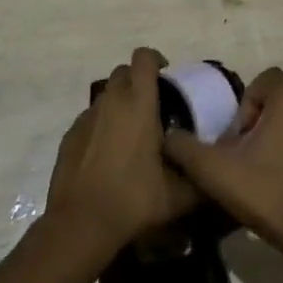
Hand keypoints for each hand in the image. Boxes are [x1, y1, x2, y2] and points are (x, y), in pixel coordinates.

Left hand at [47, 48, 198, 257]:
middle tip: (153, 107)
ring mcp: (86, 117)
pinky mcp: (70, 136)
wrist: (81, 224)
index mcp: (139, 103)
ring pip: (106, 96)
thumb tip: (213, 170)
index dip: (156, 60)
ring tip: (132, 133)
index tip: (167, 78)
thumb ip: (199, 176)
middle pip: (123, 72)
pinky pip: (90, 119)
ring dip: (120, 104)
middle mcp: (111, 102)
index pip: (144, 58)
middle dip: (138, 81)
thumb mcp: (179, 194)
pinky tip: (109, 155)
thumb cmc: (134, 199)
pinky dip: (102, 126)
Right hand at [162, 67, 282, 274]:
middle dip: (257, 119)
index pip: (264, 80)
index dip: (245, 104)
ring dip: (273, 136)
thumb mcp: (216, 171)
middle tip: (242, 152)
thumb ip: (186, 149)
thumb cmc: (268, 192)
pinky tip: (278, 183)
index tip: (236, 137)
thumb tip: (168, 136)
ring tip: (256, 169)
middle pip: (277, 99)